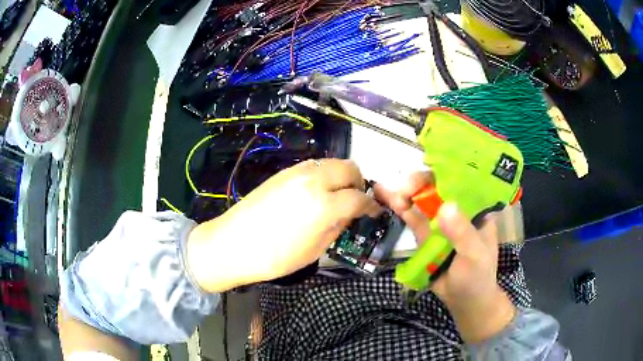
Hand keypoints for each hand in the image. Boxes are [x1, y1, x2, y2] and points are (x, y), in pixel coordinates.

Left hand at [186, 159, 381, 292]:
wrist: (232, 244)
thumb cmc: (275, 257)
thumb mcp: (315, 250)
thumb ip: (338, 226)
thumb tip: (350, 213)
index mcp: (324, 204)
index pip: (359, 197)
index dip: (372, 206)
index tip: (375, 212)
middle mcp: (313, 179)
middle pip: (349, 168)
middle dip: (358, 183)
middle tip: (355, 201)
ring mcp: (296, 172)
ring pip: (331, 162)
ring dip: (341, 176)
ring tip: (335, 196)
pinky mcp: (283, 172)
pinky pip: (313, 166)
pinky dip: (323, 175)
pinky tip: (315, 193)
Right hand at [374, 172, 515, 343]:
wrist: (464, 300)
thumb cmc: (478, 276)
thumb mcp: (475, 255)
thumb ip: (462, 234)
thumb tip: (444, 207)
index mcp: (477, 208)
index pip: (463, 181)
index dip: (446, 170)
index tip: (429, 169)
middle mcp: (459, 209)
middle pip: (439, 186)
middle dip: (421, 182)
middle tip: (406, 188)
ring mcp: (441, 221)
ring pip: (422, 200)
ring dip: (406, 192)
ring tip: (388, 190)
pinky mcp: (426, 234)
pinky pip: (412, 217)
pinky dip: (400, 207)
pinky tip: (385, 195)